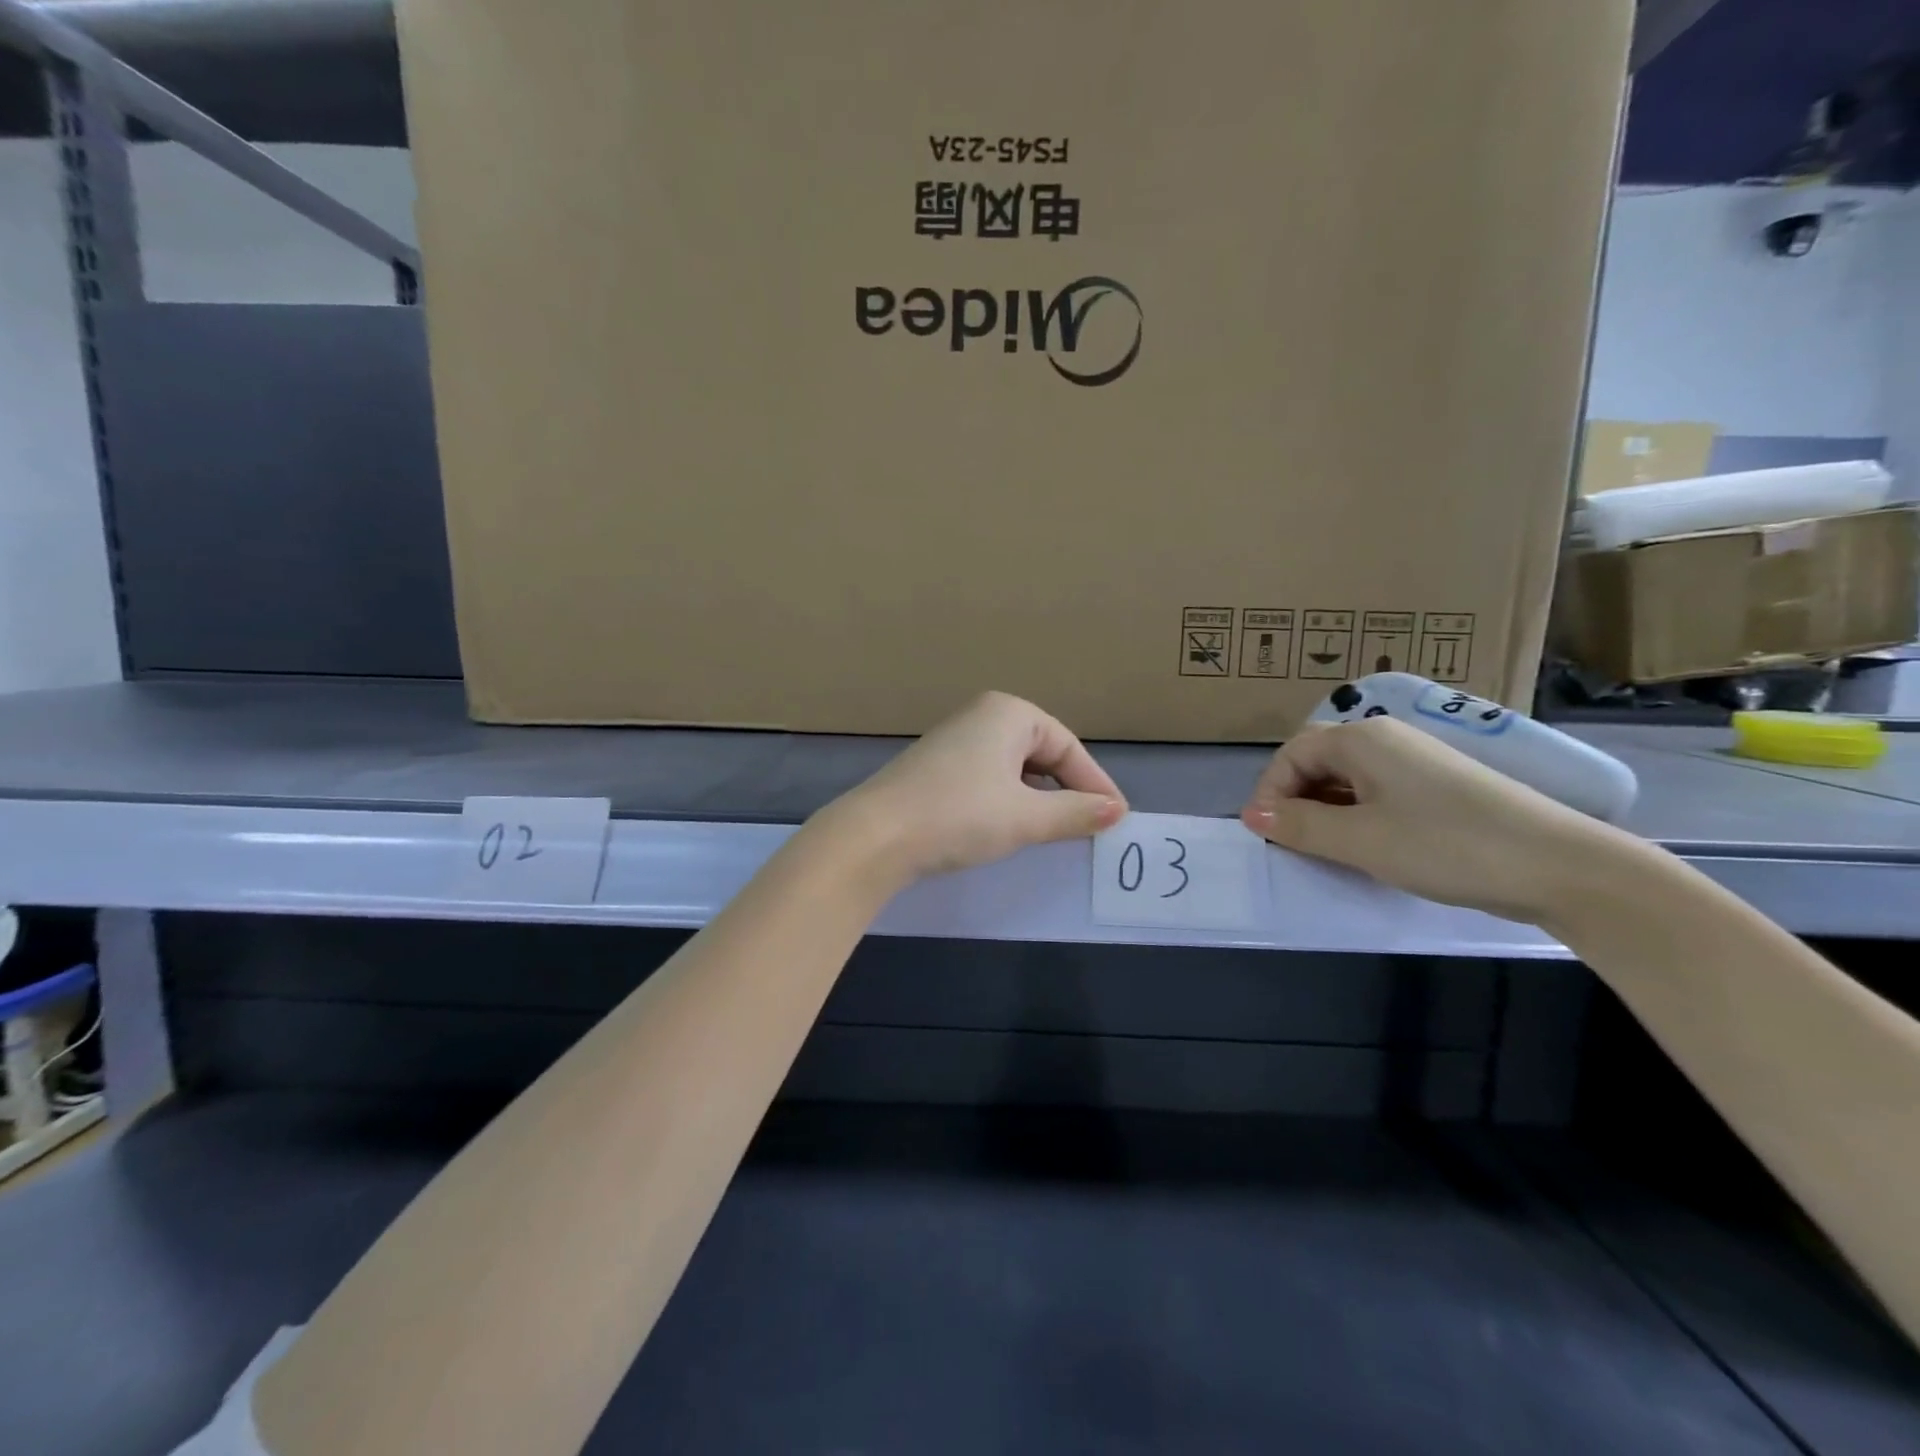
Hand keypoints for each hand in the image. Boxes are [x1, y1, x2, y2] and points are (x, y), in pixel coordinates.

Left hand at [828, 692, 1126, 883]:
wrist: (875, 836)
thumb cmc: (959, 816)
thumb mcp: (1025, 818)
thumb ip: (1075, 812)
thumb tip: (1117, 811)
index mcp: (1008, 713)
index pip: (1068, 746)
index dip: (1094, 783)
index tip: (1116, 819)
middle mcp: (982, 716)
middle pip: (1042, 752)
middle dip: (1067, 789)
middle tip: (1089, 826)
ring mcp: (954, 740)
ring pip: (1014, 767)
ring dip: (1038, 797)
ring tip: (1055, 830)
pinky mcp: (936, 767)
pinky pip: (988, 777)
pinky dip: (1008, 799)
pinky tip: (1010, 825)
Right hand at [1239, 717, 1616, 924]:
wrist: (1560, 866)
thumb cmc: (1446, 846)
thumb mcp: (1359, 840)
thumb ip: (1299, 826)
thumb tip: (1253, 815)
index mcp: (1362, 740)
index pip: (1291, 755)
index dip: (1271, 793)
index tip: (1269, 837)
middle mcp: (1386, 739)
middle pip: (1318, 762)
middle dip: (1297, 802)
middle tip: (1297, 846)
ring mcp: (1417, 762)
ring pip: (1348, 780)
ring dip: (1327, 812)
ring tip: (1332, 852)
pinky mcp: (1440, 786)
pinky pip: (1378, 793)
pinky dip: (1359, 817)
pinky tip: (1371, 849)